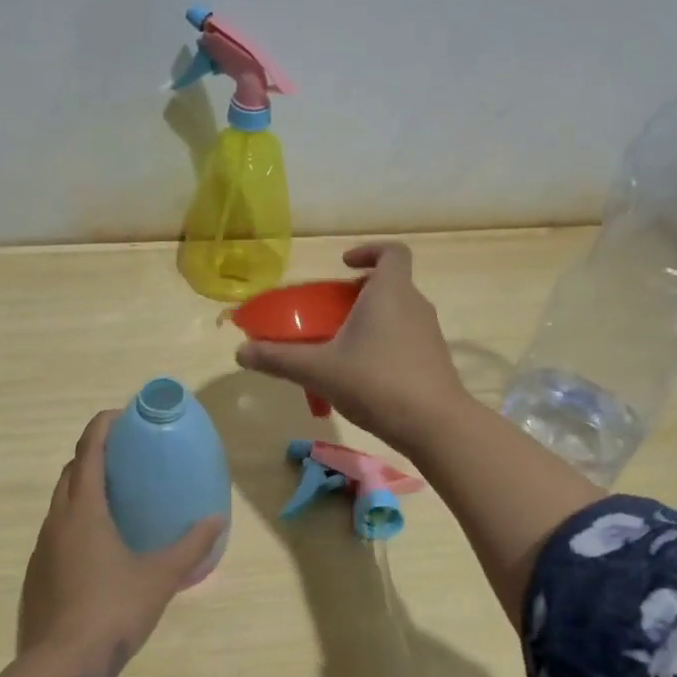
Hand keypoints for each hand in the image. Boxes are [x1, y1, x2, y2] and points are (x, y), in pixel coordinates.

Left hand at [19, 410, 223, 676]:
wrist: (62, 666)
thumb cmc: (114, 610)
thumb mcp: (161, 576)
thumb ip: (191, 545)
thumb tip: (217, 519)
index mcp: (84, 510)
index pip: (89, 451)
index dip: (102, 427)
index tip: (120, 415)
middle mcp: (57, 520)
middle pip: (71, 472)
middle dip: (92, 455)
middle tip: (124, 457)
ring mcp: (42, 548)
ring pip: (60, 503)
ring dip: (82, 489)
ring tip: (114, 498)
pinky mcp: (36, 575)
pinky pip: (55, 532)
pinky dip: (74, 522)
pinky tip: (97, 547)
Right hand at [235, 242, 468, 450]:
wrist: (435, 425)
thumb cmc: (376, 382)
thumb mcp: (320, 370)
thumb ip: (279, 359)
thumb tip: (241, 353)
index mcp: (390, 292)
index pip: (392, 252)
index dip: (368, 251)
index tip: (344, 265)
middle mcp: (415, 305)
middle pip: (390, 284)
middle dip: (359, 293)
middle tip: (331, 313)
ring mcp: (429, 333)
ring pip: (398, 313)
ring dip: (371, 320)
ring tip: (341, 347)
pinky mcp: (434, 360)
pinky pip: (406, 338)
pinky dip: (384, 344)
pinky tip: (363, 376)